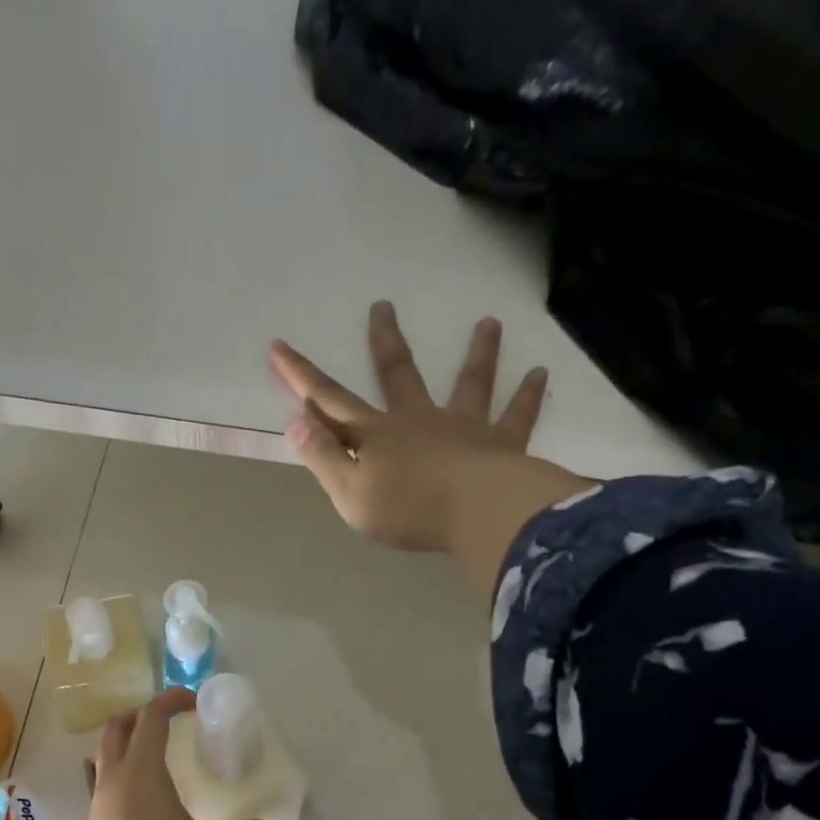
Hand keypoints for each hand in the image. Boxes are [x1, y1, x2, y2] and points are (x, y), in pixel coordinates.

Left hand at [85, 689, 269, 819]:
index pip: (151, 719)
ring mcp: (99, 806)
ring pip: (101, 759)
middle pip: (115, 730)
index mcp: (143, 772)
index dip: (170, 701)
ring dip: (122, 748)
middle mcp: (114, 781)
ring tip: (147, 756)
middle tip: (162, 721)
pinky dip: (113, 778)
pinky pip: (98, 789)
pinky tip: (131, 795)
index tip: (191, 701)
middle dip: (137, 717)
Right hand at [268, 301, 550, 550]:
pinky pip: (516, 416)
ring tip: (490, 323)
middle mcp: (418, 419)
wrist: (475, 514)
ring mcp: (463, 426)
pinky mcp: (501, 443)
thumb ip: (322, 456)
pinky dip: (527, 395)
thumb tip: (297, 420)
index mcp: (376, 436)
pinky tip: (540, 373)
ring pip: (470, 383)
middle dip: (385, 341)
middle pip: (398, 374)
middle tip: (383, 305)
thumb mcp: (349, 492)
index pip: (330, 401)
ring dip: (478, 353)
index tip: (279, 346)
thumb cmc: (406, 510)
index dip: (302, 376)